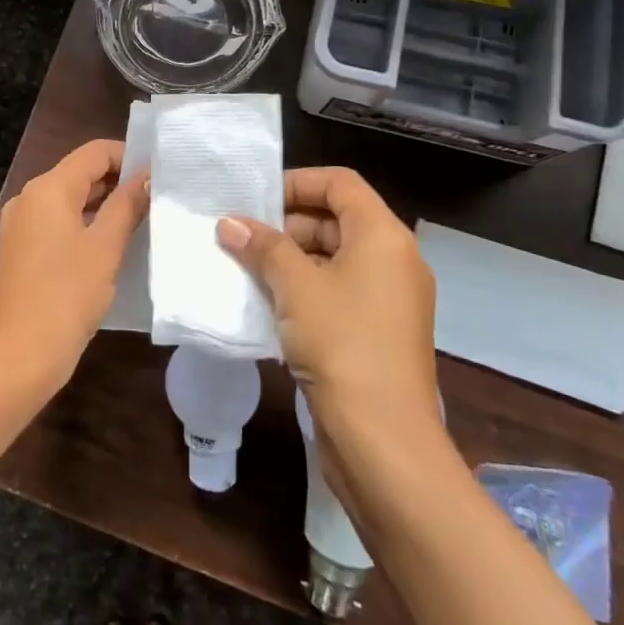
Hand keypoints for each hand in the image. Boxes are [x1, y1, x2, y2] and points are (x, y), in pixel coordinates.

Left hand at [0, 138, 149, 393]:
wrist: (18, 357)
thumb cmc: (66, 295)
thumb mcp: (106, 247)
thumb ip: (127, 205)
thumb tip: (147, 177)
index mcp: (48, 188)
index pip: (94, 152)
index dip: (129, 156)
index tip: (160, 174)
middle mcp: (29, 197)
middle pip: (79, 172)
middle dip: (118, 180)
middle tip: (157, 197)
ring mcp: (20, 224)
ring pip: (68, 199)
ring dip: (103, 203)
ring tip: (141, 218)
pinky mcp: (20, 249)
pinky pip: (57, 222)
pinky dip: (84, 223)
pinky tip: (110, 242)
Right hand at [217, 168, 437, 441]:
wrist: (384, 442)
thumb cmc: (342, 344)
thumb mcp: (296, 287)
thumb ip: (263, 247)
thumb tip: (230, 223)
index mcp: (383, 236)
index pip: (340, 183)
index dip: (297, 182)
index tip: (255, 199)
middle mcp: (394, 259)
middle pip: (336, 219)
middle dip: (286, 224)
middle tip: (241, 237)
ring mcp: (389, 299)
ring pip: (334, 258)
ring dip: (290, 260)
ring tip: (245, 268)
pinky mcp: (378, 332)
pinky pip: (338, 292)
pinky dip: (304, 290)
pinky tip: (266, 303)